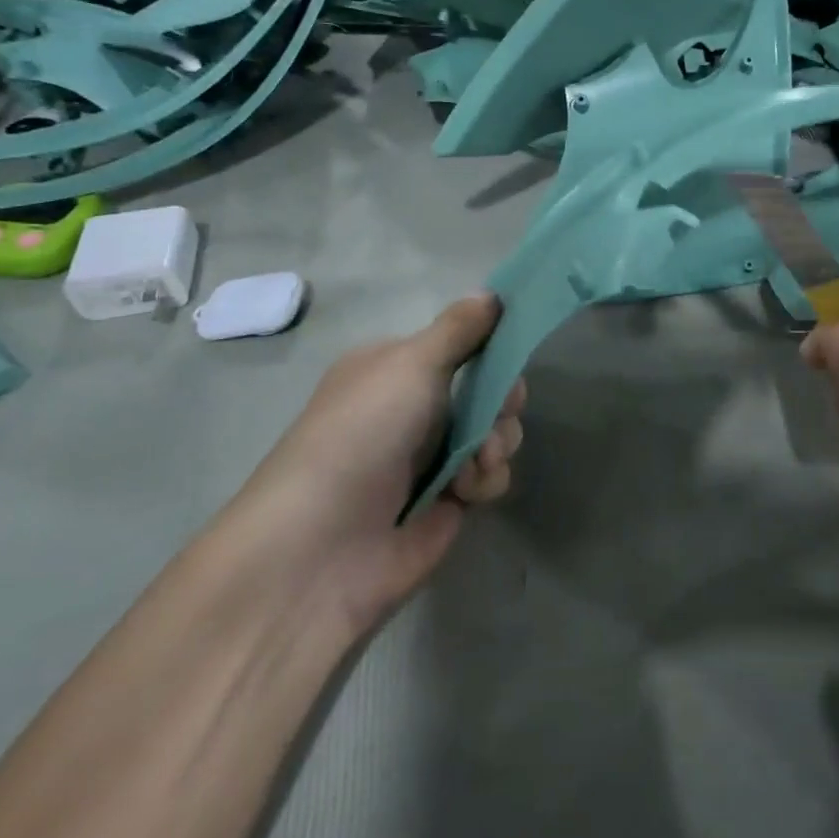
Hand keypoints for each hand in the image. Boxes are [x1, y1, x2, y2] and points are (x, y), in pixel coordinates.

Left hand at [234, 294, 523, 638]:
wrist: (325, 544)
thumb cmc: (365, 432)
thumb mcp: (411, 363)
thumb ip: (459, 329)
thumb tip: (491, 293)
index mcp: (396, 369)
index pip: (461, 346)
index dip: (493, 349)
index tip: (513, 353)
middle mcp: (414, 409)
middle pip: (488, 390)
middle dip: (503, 401)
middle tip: (500, 411)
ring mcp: (432, 458)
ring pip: (496, 433)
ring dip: (497, 442)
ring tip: (477, 461)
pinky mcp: (449, 502)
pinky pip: (491, 476)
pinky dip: (487, 479)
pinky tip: (466, 492)